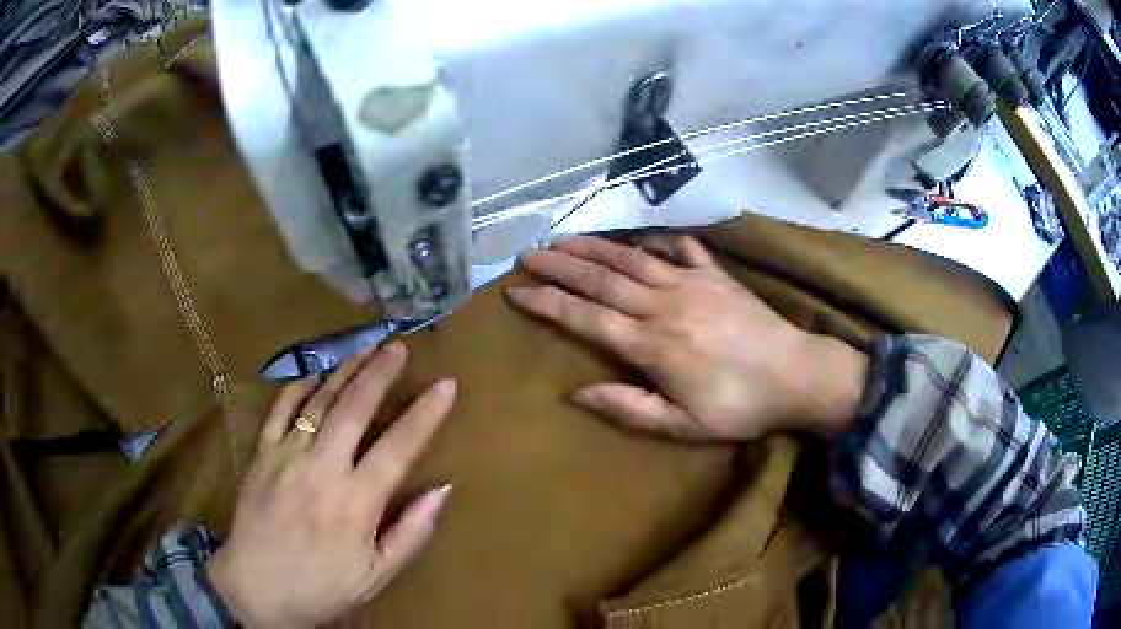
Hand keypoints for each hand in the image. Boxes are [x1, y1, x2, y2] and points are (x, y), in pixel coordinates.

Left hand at [207, 343, 455, 627]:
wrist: (256, 588)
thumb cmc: (322, 587)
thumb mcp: (377, 575)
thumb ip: (411, 533)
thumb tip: (442, 490)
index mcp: (356, 503)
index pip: (399, 447)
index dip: (426, 414)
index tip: (446, 385)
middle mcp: (322, 469)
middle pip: (354, 408)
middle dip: (380, 373)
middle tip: (399, 346)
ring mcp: (287, 456)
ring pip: (319, 400)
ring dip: (345, 371)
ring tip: (366, 349)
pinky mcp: (262, 454)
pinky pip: (280, 408)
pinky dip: (299, 386)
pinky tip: (316, 374)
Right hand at [506, 235, 866, 440]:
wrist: (795, 375)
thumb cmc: (738, 406)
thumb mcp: (682, 425)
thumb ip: (629, 408)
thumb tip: (578, 393)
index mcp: (651, 345)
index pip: (586, 317)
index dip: (548, 303)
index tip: (517, 290)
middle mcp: (663, 305)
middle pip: (601, 279)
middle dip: (559, 265)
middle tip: (527, 254)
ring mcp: (691, 282)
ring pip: (631, 258)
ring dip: (593, 247)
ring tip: (562, 238)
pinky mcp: (715, 274)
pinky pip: (679, 248)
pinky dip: (654, 240)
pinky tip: (637, 237)